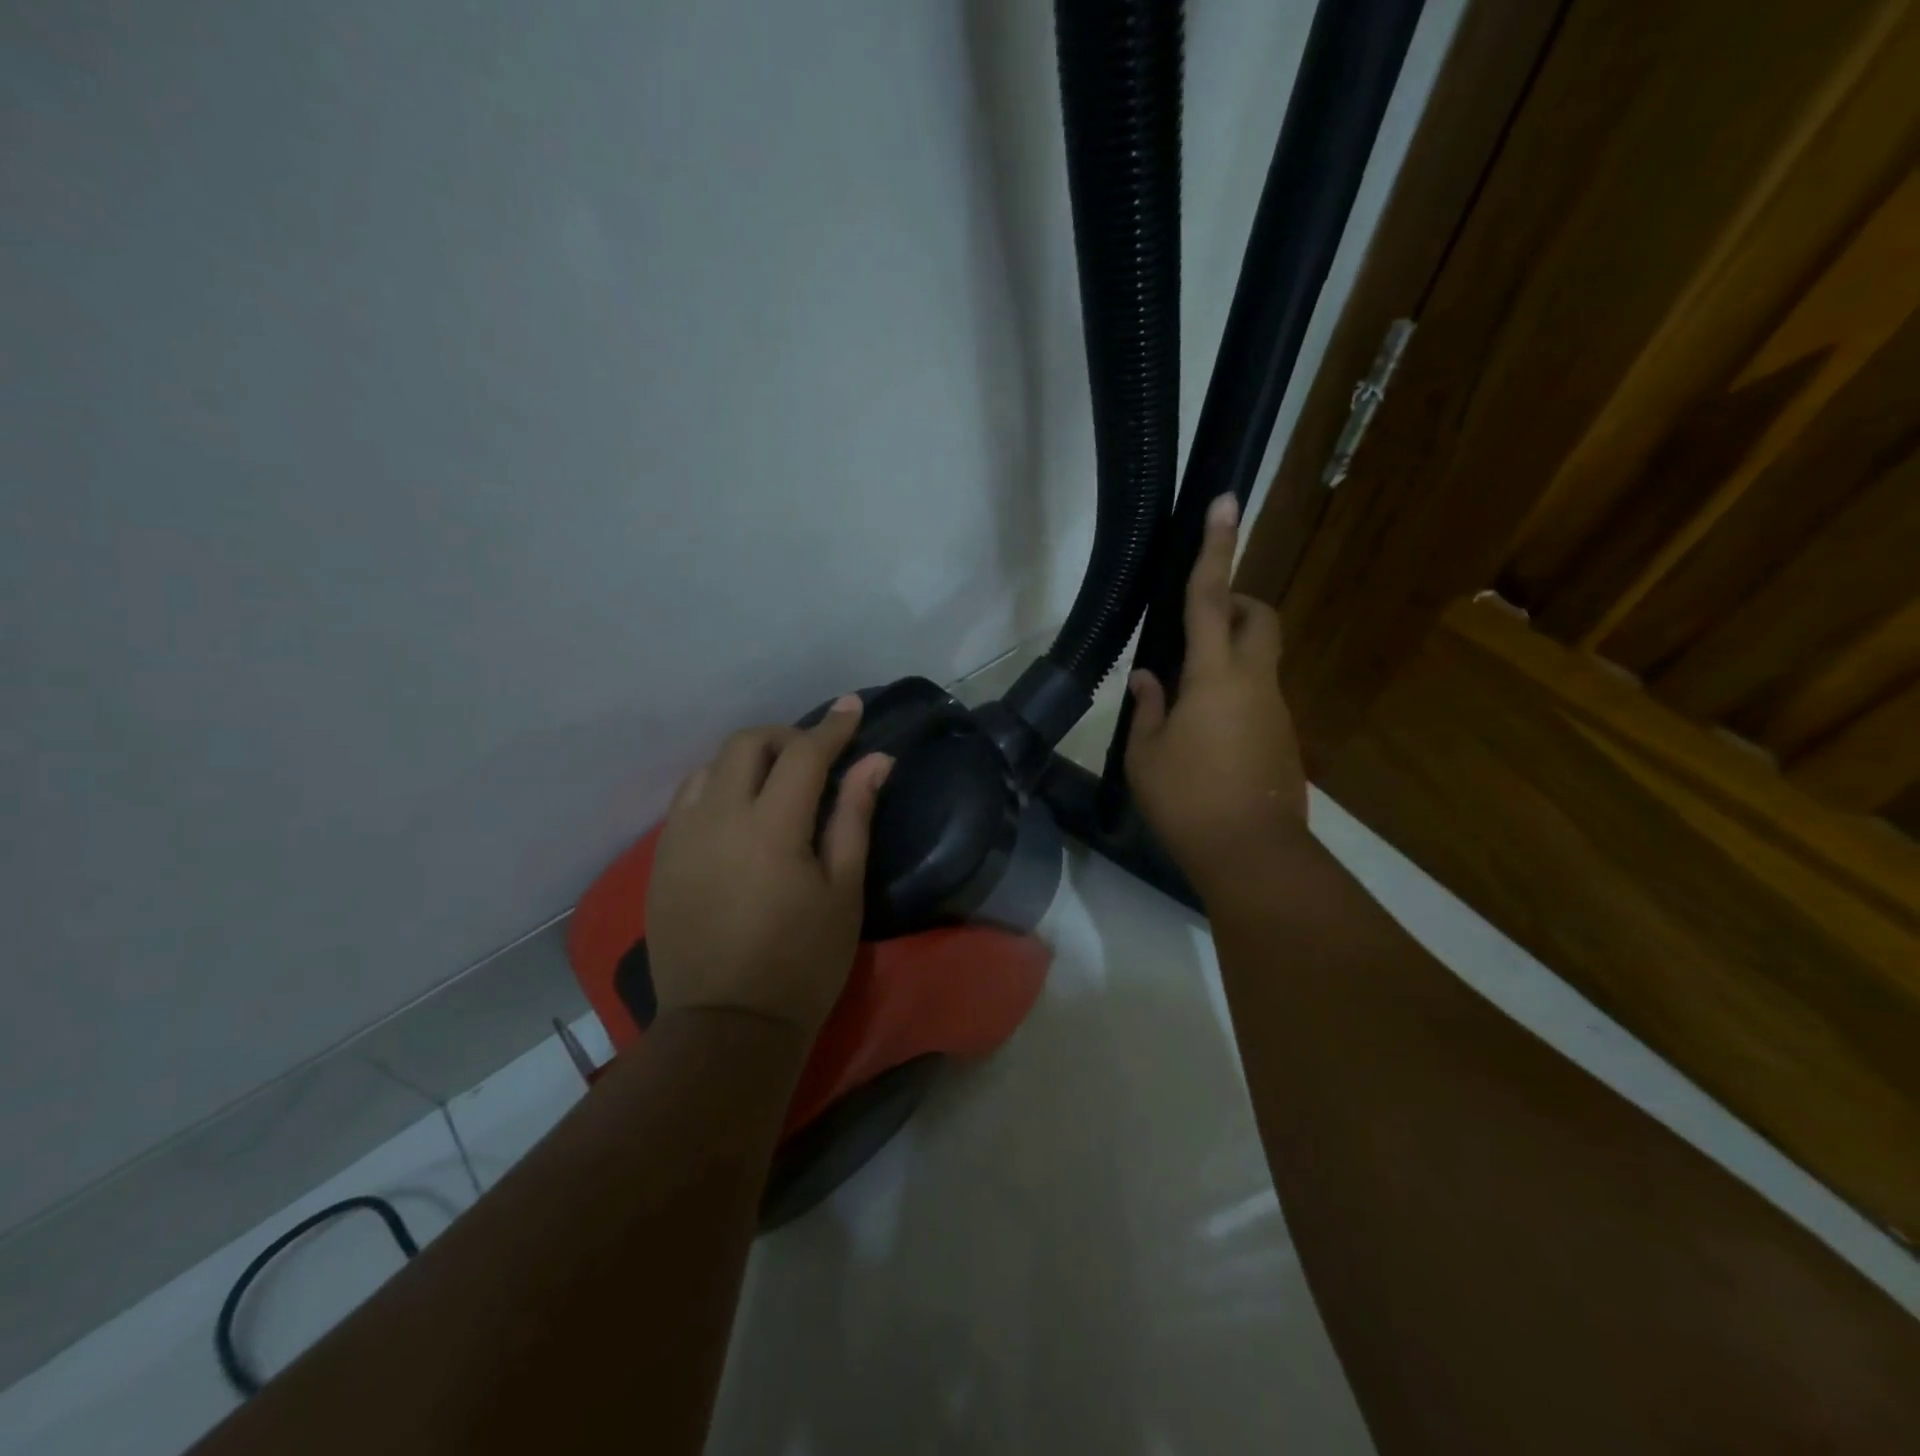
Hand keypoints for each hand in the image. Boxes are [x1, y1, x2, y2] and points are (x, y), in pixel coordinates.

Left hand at [647, 697, 892, 1037]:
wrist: (726, 1025)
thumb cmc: (802, 963)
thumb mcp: (843, 890)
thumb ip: (854, 816)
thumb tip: (876, 761)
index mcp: (770, 827)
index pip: (802, 753)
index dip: (832, 726)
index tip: (852, 707)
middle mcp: (717, 818)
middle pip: (746, 744)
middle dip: (784, 736)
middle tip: (814, 755)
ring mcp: (680, 837)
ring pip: (710, 767)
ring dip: (747, 760)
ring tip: (775, 782)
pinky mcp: (661, 859)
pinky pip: (688, 799)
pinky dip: (719, 787)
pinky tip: (739, 813)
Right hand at [1125, 494, 1308, 893]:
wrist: (1252, 855)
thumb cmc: (1188, 801)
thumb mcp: (1147, 755)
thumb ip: (1149, 707)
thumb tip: (1149, 677)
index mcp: (1215, 677)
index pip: (1211, 598)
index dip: (1217, 548)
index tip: (1227, 502)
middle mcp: (1255, 682)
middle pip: (1257, 617)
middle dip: (1235, 603)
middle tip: (1196, 627)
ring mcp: (1276, 709)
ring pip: (1259, 659)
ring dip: (1228, 657)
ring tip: (1185, 700)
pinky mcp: (1284, 736)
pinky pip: (1258, 695)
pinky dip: (1234, 694)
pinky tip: (1206, 736)